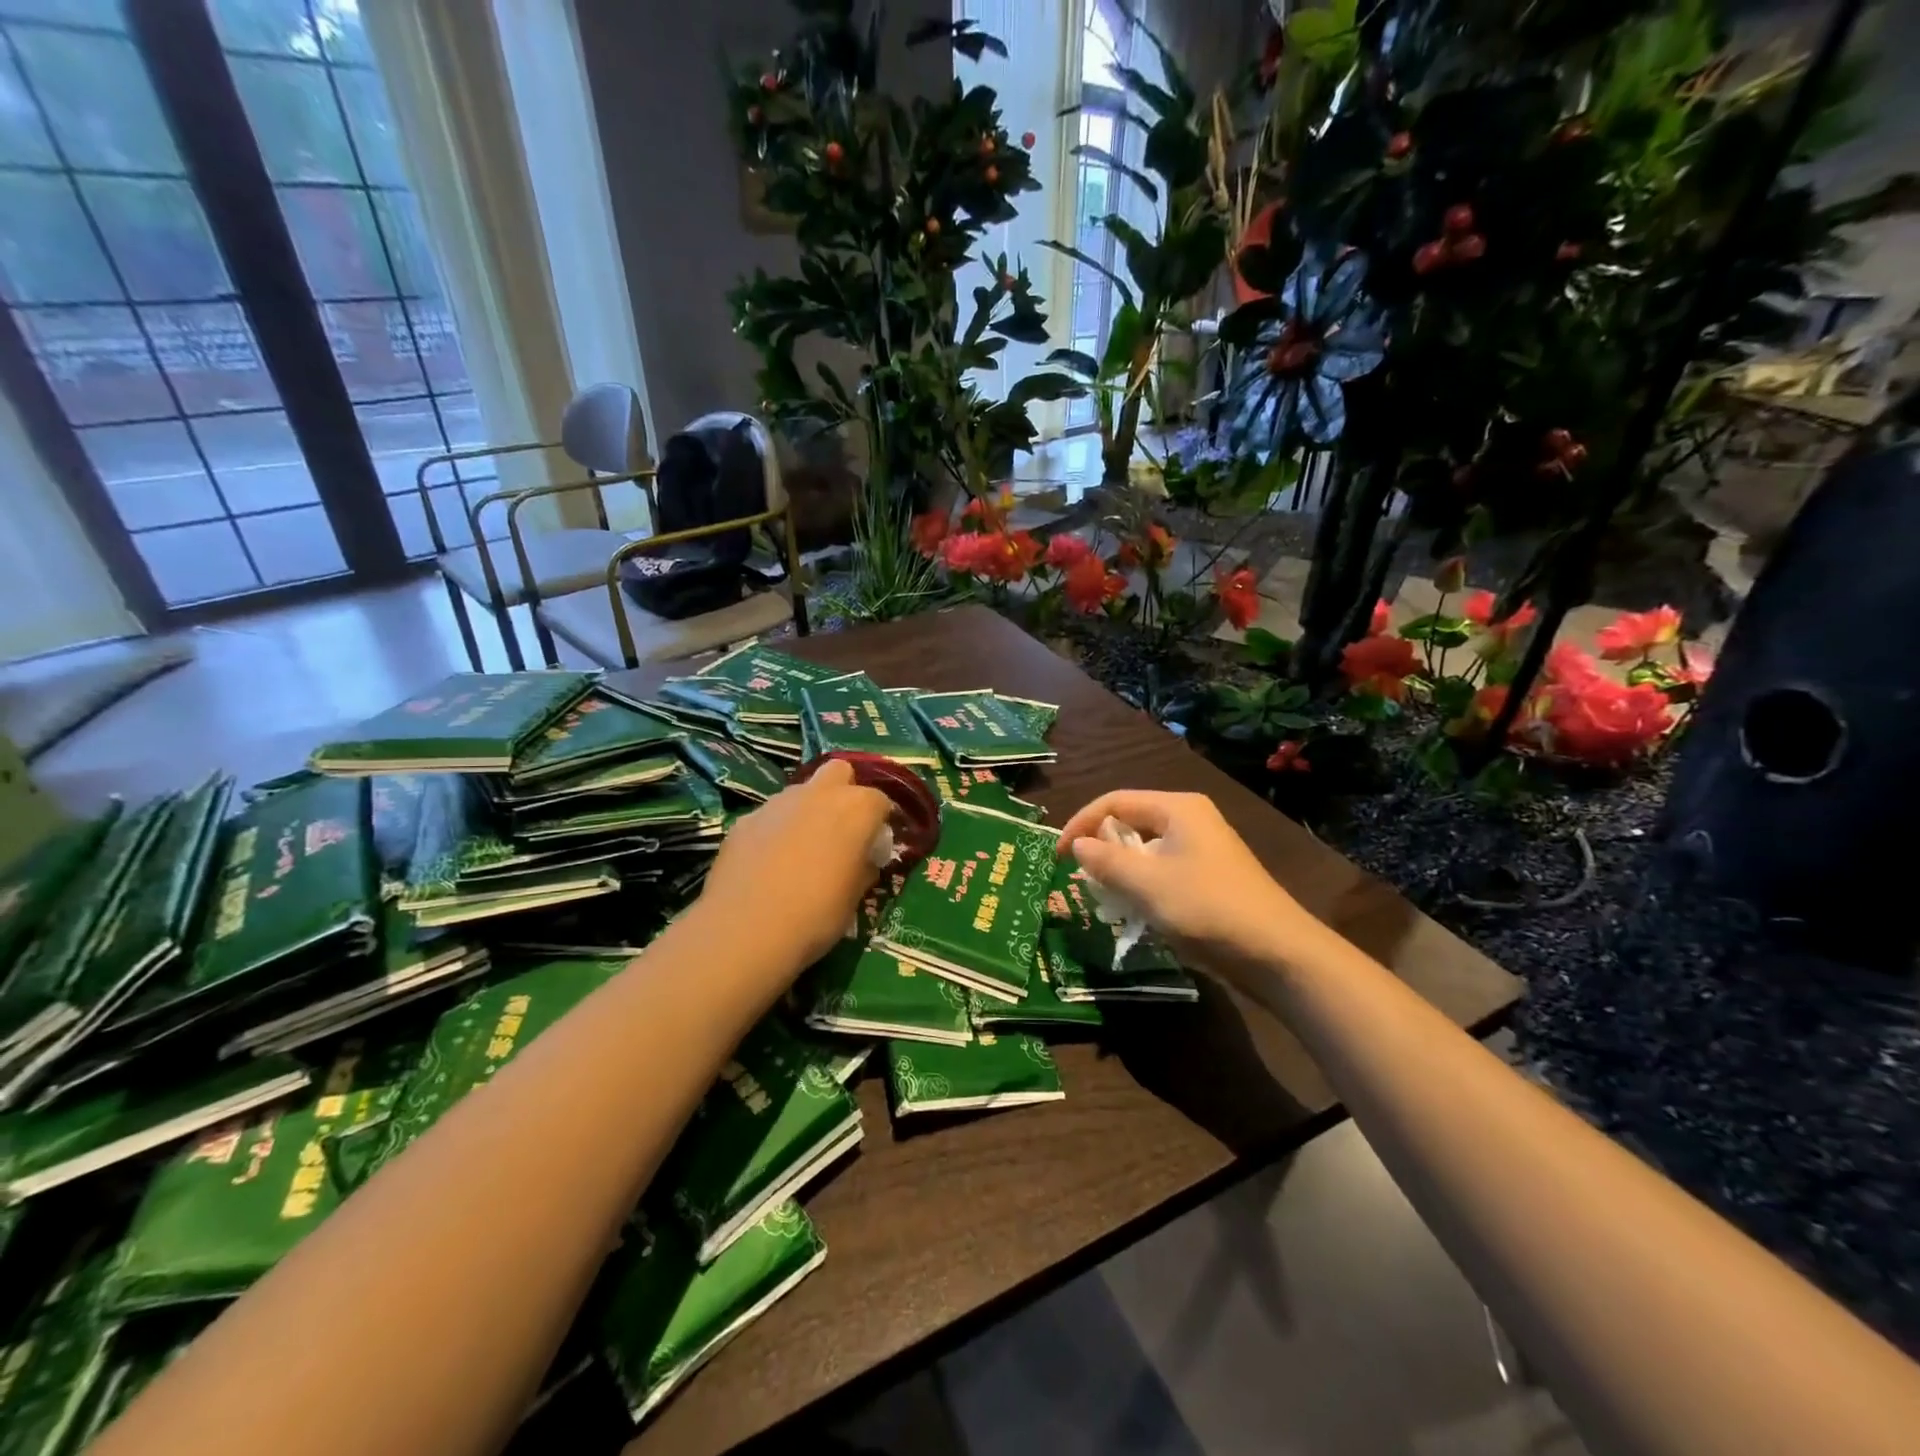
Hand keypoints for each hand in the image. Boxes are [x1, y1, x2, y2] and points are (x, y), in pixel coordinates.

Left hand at [699, 758, 892, 972]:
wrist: (747, 928)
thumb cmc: (817, 913)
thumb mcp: (855, 897)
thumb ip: (863, 868)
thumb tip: (862, 860)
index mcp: (856, 809)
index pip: (880, 801)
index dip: (878, 824)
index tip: (873, 848)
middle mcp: (819, 794)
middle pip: (839, 772)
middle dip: (843, 792)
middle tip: (840, 830)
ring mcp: (778, 802)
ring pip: (801, 792)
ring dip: (807, 811)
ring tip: (800, 850)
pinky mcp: (746, 819)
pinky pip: (770, 816)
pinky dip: (774, 830)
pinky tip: (768, 863)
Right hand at [1058, 790, 1322, 980]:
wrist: (1278, 953)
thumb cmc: (1208, 908)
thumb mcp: (1147, 884)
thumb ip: (1106, 861)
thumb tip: (1077, 845)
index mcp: (1177, 808)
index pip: (1114, 802)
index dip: (1081, 823)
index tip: (1057, 856)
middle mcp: (1189, 820)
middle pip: (1130, 823)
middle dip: (1100, 849)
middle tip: (1078, 878)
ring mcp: (1202, 850)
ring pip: (1144, 851)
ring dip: (1119, 871)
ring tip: (1102, 898)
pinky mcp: (1208, 878)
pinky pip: (1161, 871)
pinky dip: (1141, 886)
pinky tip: (1133, 912)